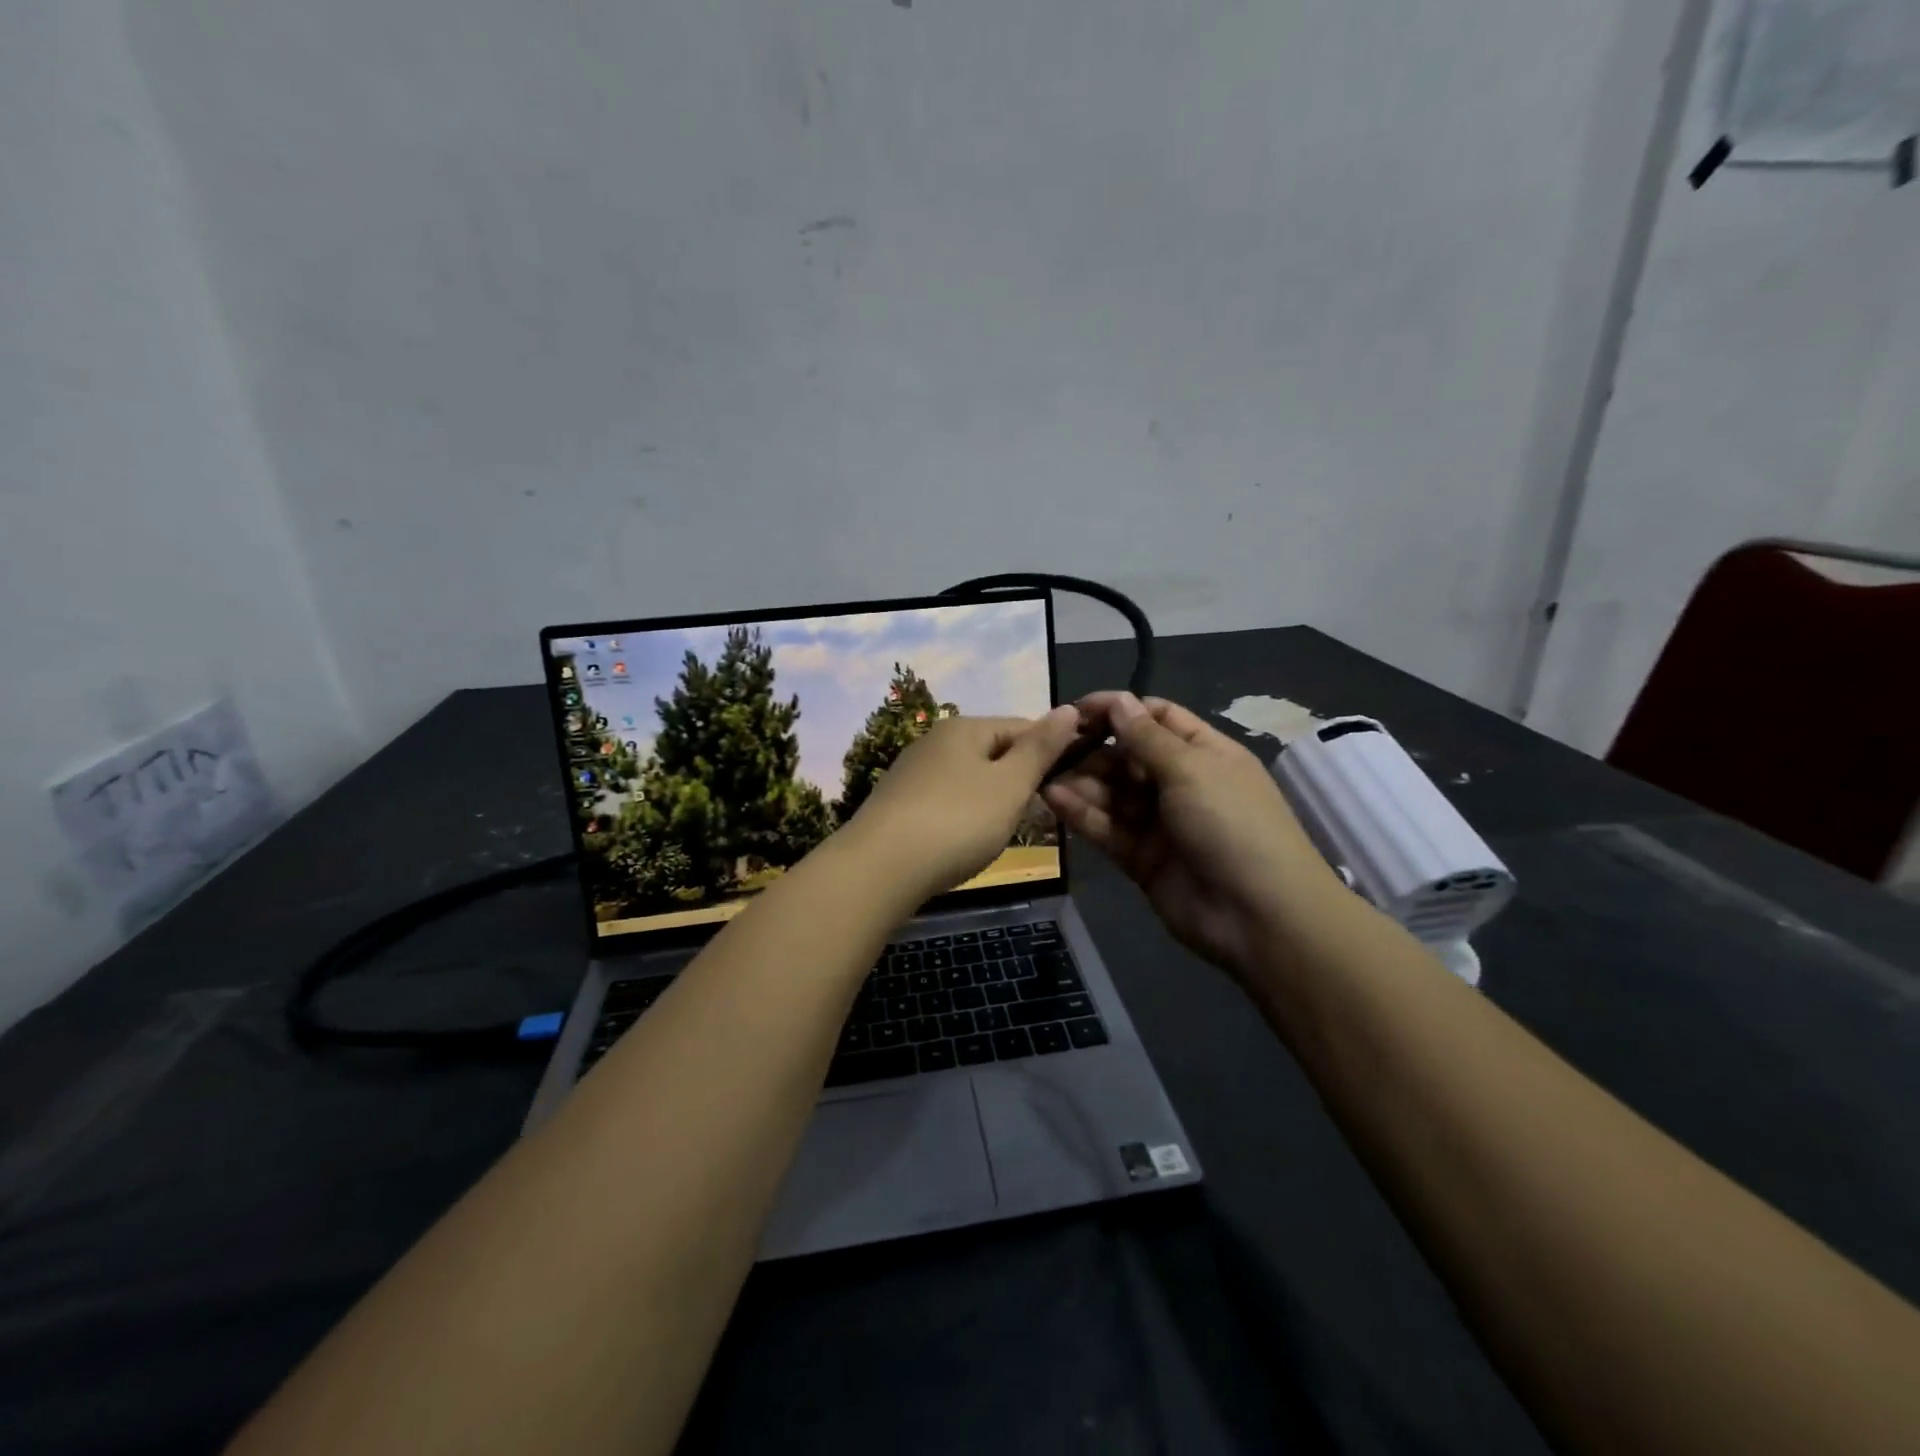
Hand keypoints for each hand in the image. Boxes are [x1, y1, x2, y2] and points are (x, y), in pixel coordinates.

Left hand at [848, 707, 1083, 904]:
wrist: (879, 869)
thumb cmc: (957, 822)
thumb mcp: (1010, 785)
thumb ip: (1041, 749)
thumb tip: (1070, 709)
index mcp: (964, 728)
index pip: (1022, 726)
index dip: (1052, 751)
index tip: (1070, 783)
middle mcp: (935, 740)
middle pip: (994, 752)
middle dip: (1020, 778)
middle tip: (1039, 813)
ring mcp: (912, 772)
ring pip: (970, 778)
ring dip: (993, 799)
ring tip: (1006, 830)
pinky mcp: (899, 804)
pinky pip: (947, 800)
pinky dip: (965, 816)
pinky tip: (967, 841)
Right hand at [1042, 692, 1342, 976]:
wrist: (1258, 916)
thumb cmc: (1231, 824)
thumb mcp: (1191, 769)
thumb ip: (1146, 737)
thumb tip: (1118, 700)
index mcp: (1204, 753)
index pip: (1156, 718)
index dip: (1118, 710)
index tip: (1075, 711)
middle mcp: (1181, 783)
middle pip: (1127, 756)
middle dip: (1091, 749)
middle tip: (1050, 748)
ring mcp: (1160, 822)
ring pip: (1112, 793)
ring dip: (1081, 781)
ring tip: (1043, 774)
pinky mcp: (1141, 857)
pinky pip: (1107, 827)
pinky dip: (1082, 813)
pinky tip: (1054, 798)